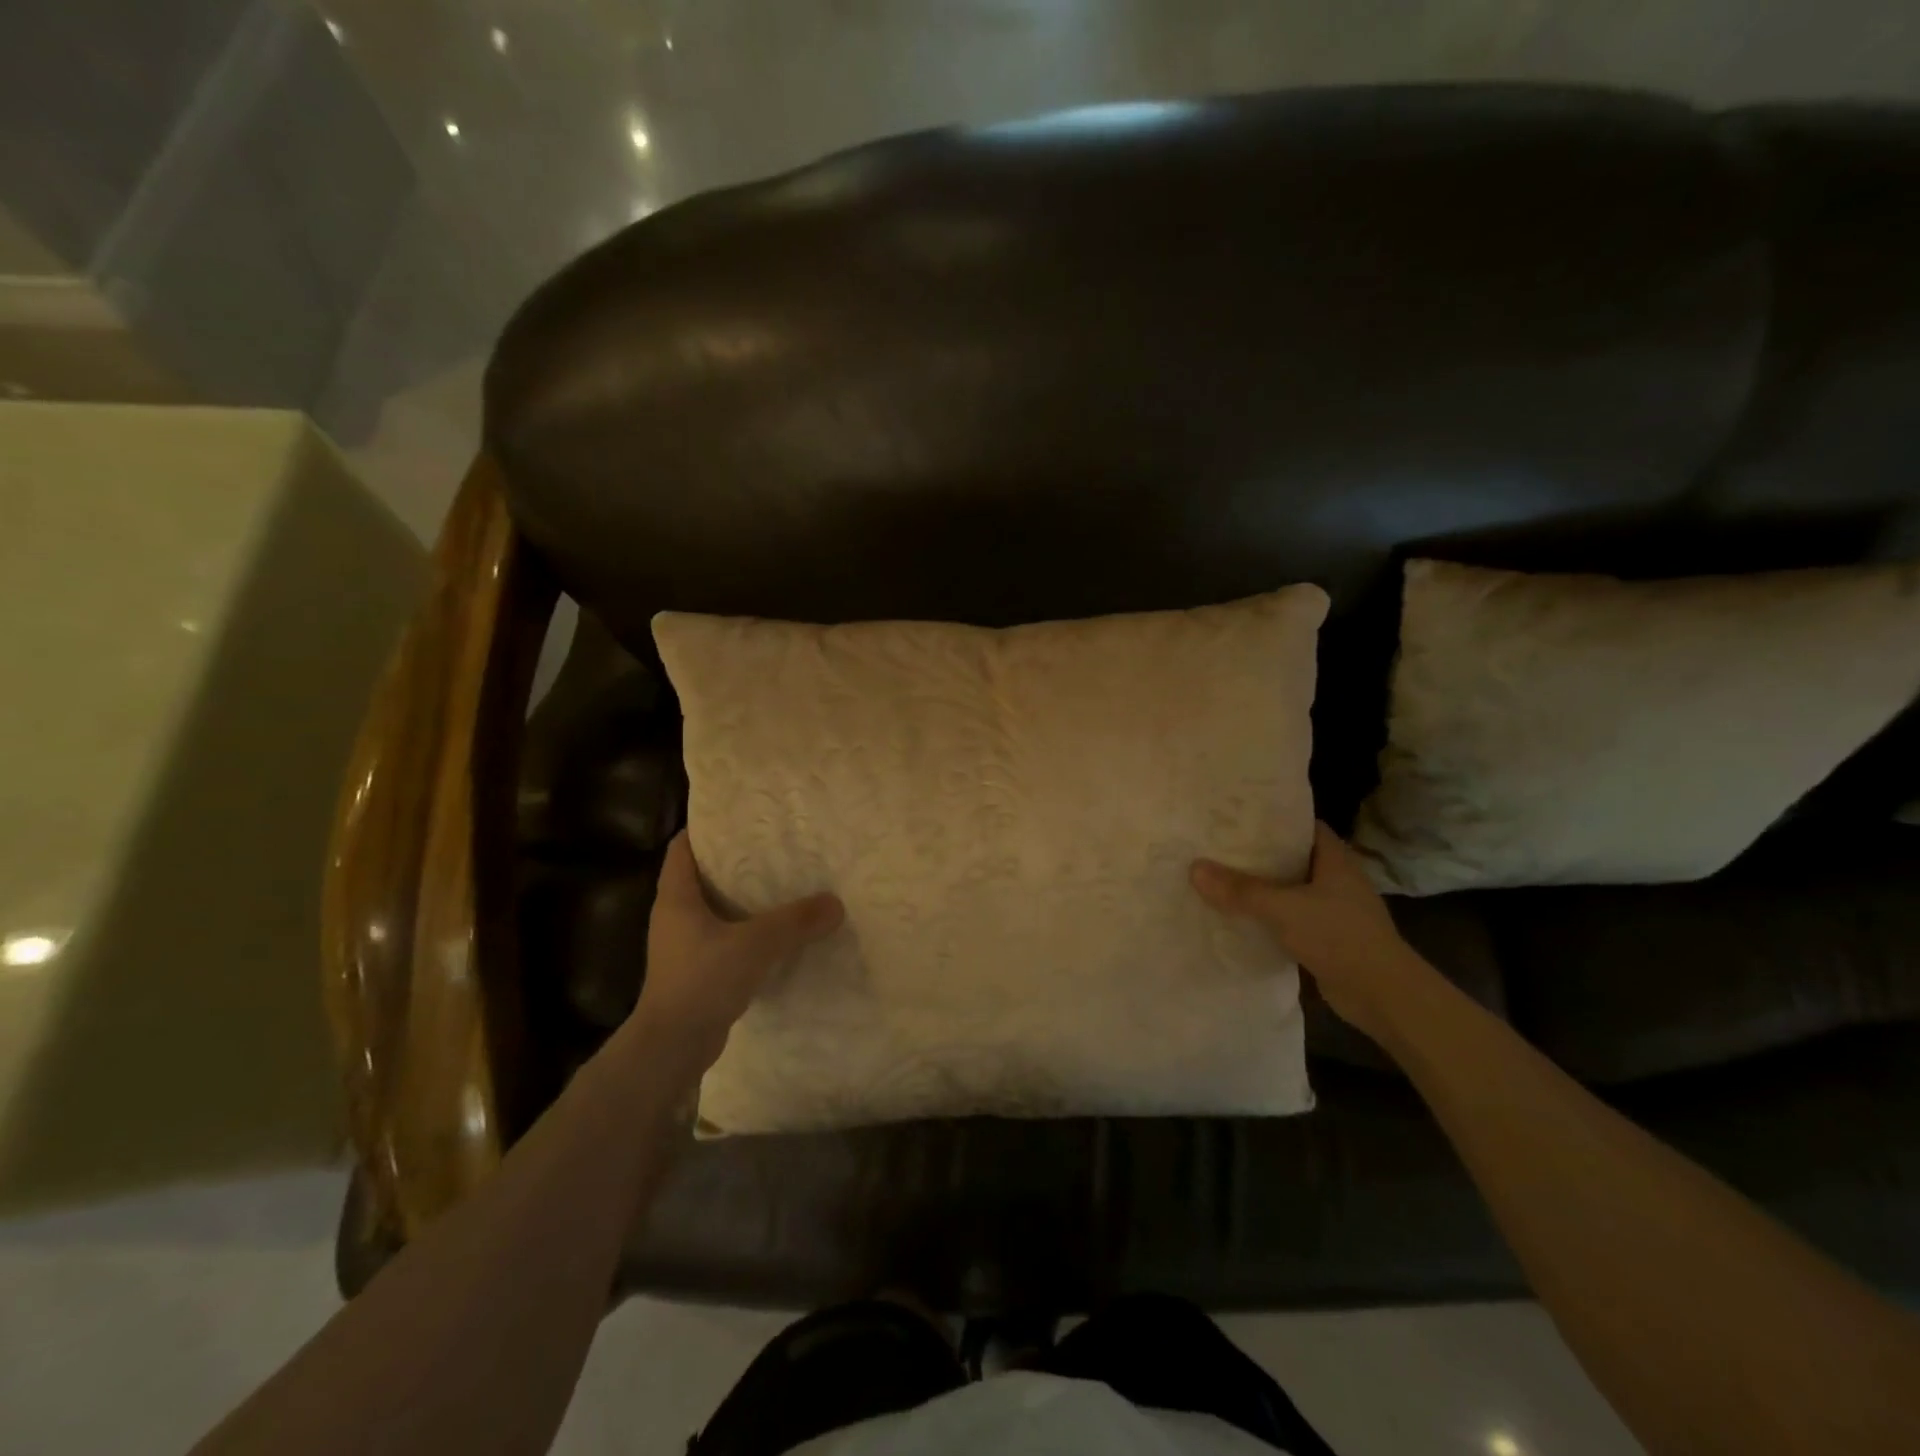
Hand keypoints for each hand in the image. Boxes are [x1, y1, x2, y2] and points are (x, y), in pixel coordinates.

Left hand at [630, 832, 843, 1071]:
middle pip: (702, 875)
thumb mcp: (754, 945)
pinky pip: (724, 938)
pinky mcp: (697, 972)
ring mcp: (684, 946)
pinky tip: (776, 931)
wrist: (672, 1048)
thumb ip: (795, 921)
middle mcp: (675, 917)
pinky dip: (746, 930)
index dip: (706, 828)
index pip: (682, 848)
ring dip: (743, 897)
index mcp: (676, 898)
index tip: (740, 817)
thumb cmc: (701, 981)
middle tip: (774, 846)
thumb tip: (836, 903)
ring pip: (715, 909)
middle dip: (734, 860)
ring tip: (782, 883)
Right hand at [1191, 821, 1424, 1045]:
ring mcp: (1334, 910)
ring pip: (1290, 889)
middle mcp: (1337, 879)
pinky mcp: (1327, 938)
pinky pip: (1290, 918)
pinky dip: (1268, 917)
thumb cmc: (1339, 936)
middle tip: (1218, 846)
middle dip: (1258, 853)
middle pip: (1292, 857)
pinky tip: (1239, 917)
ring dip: (1262, 887)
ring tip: (1220, 877)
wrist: (1382, 995)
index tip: (1237, 817)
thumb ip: (1240, 890)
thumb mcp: (1283, 908)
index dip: (1272, 819)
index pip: (1302, 826)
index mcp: (1335, 859)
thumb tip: (1195, 868)